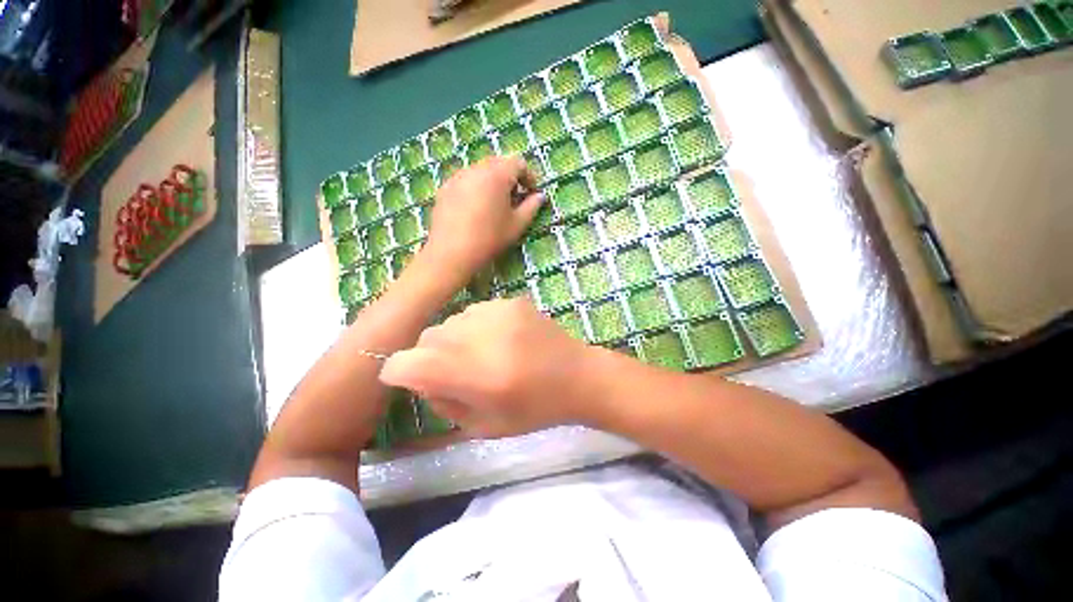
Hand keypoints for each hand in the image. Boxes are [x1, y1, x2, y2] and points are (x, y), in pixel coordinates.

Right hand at [379, 298, 594, 437]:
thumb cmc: (534, 410)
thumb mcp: (483, 425)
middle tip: (454, 371)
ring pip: (450, 322)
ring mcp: (497, 312)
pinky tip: (500, 340)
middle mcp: (482, 337)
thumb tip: (419, 378)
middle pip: (426, 338)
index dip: (399, 373)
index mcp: (476, 375)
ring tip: (481, 354)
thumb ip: (443, 401)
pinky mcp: (511, 302)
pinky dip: (475, 328)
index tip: (410, 380)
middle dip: (428, 357)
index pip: (407, 363)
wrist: (577, 376)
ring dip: (453, 340)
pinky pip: (474, 312)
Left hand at [423, 156, 543, 277]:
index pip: (518, 163)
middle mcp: (476, 168)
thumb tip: (540, 197)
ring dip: (493, 182)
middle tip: (515, 199)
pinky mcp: (444, 188)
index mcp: (497, 174)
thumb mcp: (517, 225)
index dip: (529, 176)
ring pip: (481, 171)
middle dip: (510, 178)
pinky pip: (466, 180)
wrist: (452, 252)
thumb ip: (531, 207)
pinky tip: (475, 210)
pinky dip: (476, 188)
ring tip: (495, 205)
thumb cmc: (490, 238)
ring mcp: (457, 176)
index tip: (532, 193)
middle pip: (498, 163)